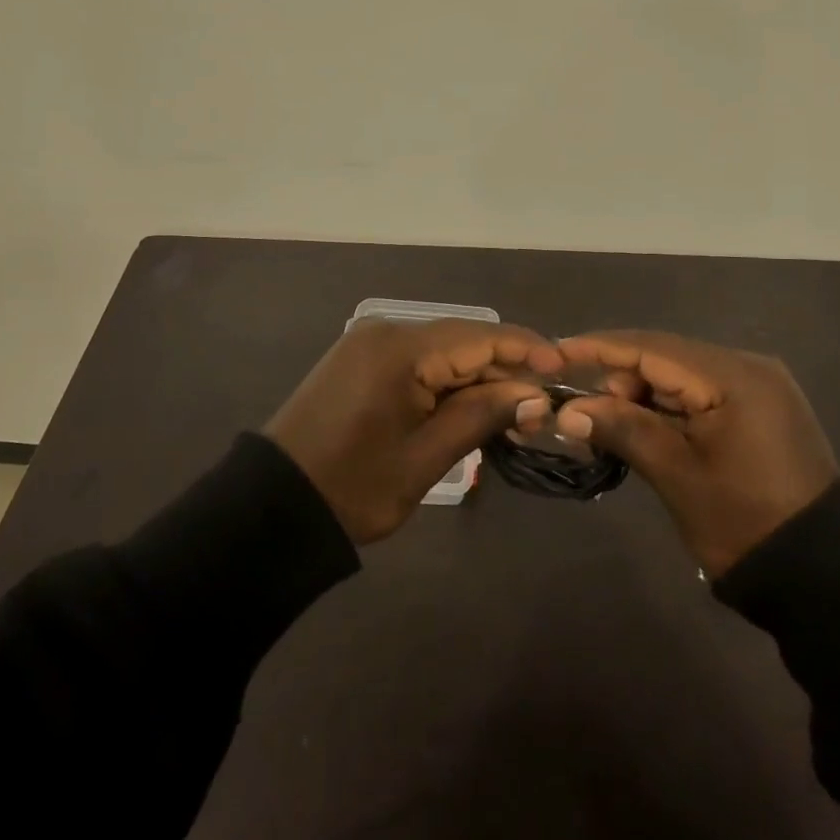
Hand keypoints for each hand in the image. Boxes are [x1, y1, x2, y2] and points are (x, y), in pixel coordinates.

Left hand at [264, 319, 561, 543]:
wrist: (274, 507)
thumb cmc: (353, 487)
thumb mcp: (425, 457)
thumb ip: (481, 415)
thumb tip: (536, 395)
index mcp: (400, 350)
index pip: (479, 337)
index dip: (526, 349)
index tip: (565, 367)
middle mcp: (386, 332)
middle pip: (462, 342)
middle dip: (505, 370)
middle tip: (542, 407)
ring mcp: (370, 345)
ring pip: (442, 353)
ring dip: (478, 379)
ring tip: (515, 414)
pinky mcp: (362, 362)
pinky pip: (419, 363)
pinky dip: (448, 383)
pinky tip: (472, 408)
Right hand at [546, 330, 839, 575]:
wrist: (823, 575)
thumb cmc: (745, 522)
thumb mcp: (677, 475)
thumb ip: (623, 429)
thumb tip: (569, 409)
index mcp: (734, 377)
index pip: (652, 348)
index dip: (599, 348)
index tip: (555, 351)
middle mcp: (749, 367)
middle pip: (667, 356)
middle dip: (620, 377)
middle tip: (583, 411)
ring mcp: (759, 386)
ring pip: (682, 375)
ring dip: (642, 394)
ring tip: (608, 425)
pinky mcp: (760, 408)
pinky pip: (701, 393)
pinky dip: (668, 407)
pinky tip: (644, 428)